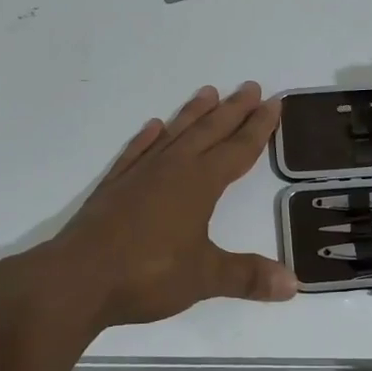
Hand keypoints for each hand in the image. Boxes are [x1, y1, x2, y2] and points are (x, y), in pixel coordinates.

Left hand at [34, 82, 296, 329]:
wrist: (77, 279)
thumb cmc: (147, 275)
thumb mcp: (204, 278)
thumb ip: (247, 276)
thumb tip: (294, 284)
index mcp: (199, 184)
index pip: (237, 149)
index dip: (258, 127)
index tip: (273, 103)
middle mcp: (172, 169)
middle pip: (209, 131)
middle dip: (233, 110)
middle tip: (250, 86)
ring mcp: (140, 174)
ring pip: (174, 134)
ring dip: (193, 113)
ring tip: (208, 92)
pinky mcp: (114, 186)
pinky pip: (136, 152)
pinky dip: (147, 138)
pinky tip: (152, 127)